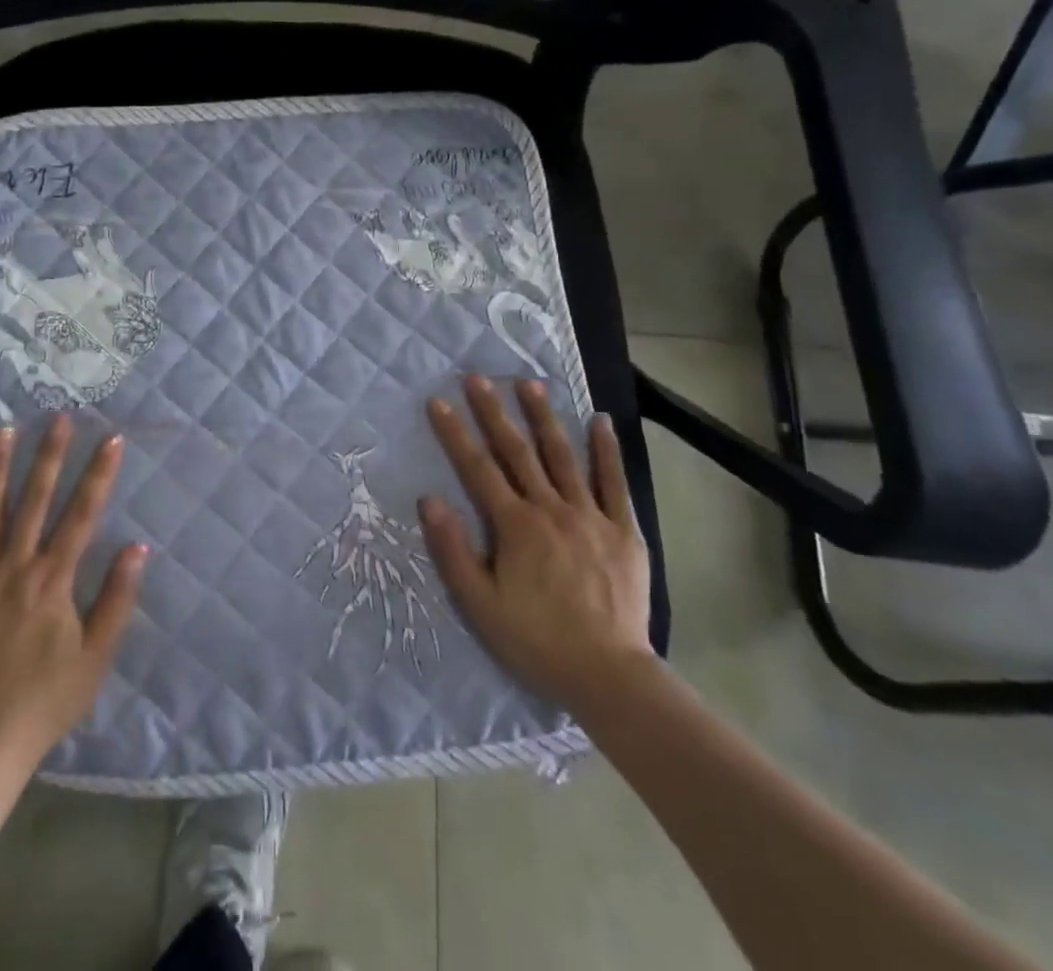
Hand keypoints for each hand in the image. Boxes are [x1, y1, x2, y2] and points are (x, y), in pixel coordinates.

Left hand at [0, 417, 147, 769]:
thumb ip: (117, 598)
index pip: (81, 515)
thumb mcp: (96, 656)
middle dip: (49, 456)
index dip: (98, 475)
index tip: (111, 438)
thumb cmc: (46, 700)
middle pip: (33, 501)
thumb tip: (137, 546)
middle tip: (58, 418)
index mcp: (51, 581)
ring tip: (2, 429)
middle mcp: (12, 567)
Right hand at [418, 377, 652, 709]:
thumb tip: (429, 500)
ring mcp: (591, 516)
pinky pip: (614, 483)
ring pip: (563, 457)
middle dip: (494, 412)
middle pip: (518, 451)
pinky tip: (602, 422)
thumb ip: (453, 550)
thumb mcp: (480, 604)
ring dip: (544, 418)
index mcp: (515, 525)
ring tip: (530, 384)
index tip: (438, 401)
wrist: (609, 675)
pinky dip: (607, 451)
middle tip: (478, 377)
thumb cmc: (536, 640)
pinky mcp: (623, 531)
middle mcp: (551, 509)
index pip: (477, 469)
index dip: (454, 433)